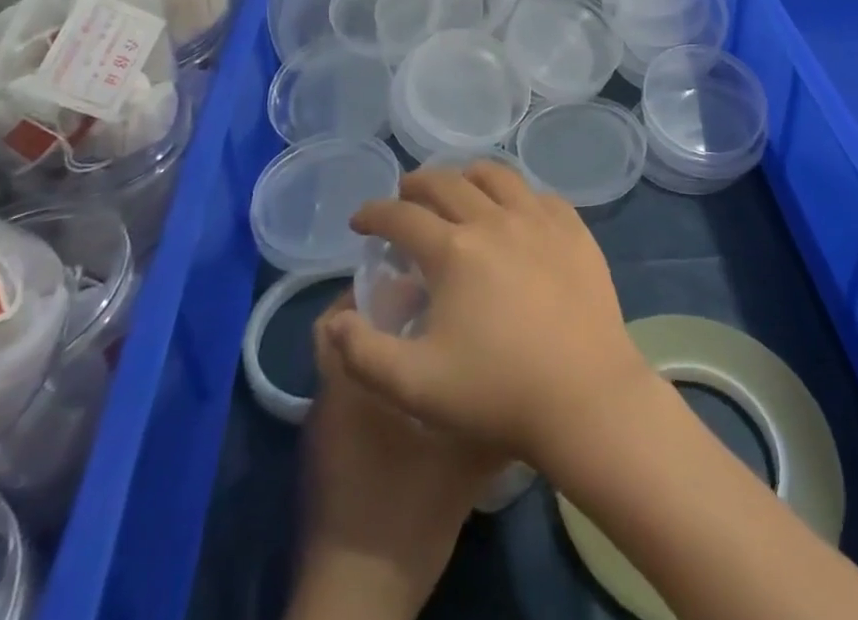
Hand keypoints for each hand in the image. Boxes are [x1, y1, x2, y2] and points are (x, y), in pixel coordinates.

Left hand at [288, 293, 501, 619]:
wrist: (360, 600)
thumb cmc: (405, 511)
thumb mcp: (464, 457)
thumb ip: (492, 408)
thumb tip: (530, 371)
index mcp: (350, 383)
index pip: (341, 314)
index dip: (373, 284)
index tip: (417, 271)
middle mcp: (330, 397)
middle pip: (345, 333)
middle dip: (382, 310)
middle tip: (433, 297)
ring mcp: (327, 430)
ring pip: (350, 366)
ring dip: (383, 347)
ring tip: (436, 338)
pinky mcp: (333, 458)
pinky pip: (352, 398)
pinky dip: (380, 382)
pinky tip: (422, 393)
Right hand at [324, 162, 653, 472]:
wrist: (585, 397)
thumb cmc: (497, 393)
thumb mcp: (415, 386)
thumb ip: (362, 354)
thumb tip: (334, 320)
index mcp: (453, 251)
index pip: (401, 216)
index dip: (374, 213)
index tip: (360, 220)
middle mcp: (494, 219)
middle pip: (446, 182)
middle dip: (416, 185)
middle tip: (404, 196)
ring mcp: (538, 219)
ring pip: (496, 175)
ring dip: (467, 176)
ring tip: (458, 189)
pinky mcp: (573, 229)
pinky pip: (539, 194)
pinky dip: (516, 194)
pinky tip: (514, 211)